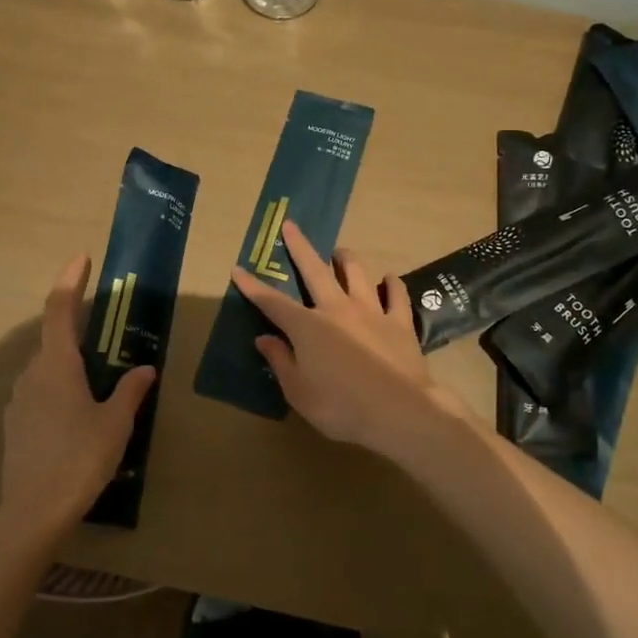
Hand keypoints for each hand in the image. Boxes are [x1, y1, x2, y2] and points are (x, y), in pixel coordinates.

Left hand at [0, 254, 155, 542]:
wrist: (33, 512)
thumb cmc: (80, 459)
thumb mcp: (115, 423)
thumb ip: (130, 390)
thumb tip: (144, 369)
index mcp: (57, 366)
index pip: (59, 309)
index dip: (70, 281)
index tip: (82, 258)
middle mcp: (33, 374)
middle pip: (53, 338)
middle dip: (76, 326)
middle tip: (105, 329)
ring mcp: (19, 400)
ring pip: (46, 367)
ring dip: (69, 361)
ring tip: (98, 378)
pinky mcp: (15, 424)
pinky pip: (39, 391)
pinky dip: (59, 387)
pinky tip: (78, 412)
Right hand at [232, 221, 465, 461]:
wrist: (400, 412)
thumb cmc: (342, 407)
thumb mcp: (299, 393)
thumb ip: (281, 362)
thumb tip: (264, 338)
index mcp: (308, 327)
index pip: (273, 303)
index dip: (253, 287)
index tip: (238, 269)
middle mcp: (337, 309)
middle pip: (315, 271)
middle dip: (300, 247)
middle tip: (291, 225)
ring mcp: (371, 311)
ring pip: (357, 273)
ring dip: (346, 259)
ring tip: (340, 251)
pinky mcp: (399, 322)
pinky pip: (397, 295)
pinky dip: (392, 284)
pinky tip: (389, 279)